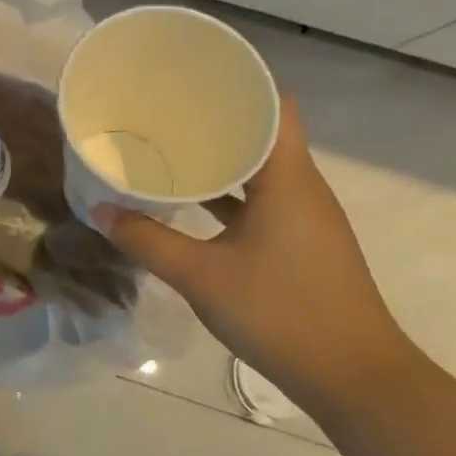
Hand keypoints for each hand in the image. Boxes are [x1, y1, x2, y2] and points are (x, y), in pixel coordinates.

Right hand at [95, 99, 412, 399]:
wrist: (354, 379)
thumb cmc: (280, 313)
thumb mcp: (201, 276)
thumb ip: (147, 241)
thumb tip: (101, 212)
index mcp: (288, 179)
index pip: (275, 106)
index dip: (240, 84)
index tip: (195, 76)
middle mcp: (303, 189)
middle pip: (265, 133)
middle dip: (219, 118)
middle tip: (168, 109)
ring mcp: (306, 218)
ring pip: (263, 170)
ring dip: (224, 158)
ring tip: (174, 146)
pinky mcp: (303, 245)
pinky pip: (264, 201)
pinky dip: (232, 193)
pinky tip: (195, 201)